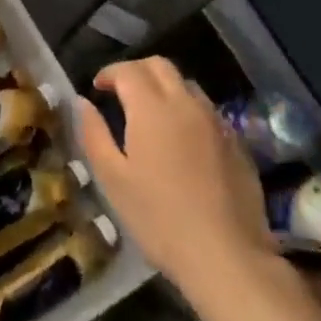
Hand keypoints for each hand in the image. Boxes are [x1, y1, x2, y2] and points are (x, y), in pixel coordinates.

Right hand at [75, 57, 272, 294]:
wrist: (225, 254)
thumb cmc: (159, 218)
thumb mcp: (113, 180)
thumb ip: (94, 134)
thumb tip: (83, 102)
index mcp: (152, 108)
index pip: (129, 70)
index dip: (109, 73)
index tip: (97, 87)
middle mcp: (186, 104)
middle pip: (161, 66)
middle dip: (137, 71)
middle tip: (121, 92)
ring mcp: (216, 122)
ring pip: (188, 85)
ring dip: (165, 88)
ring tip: (152, 114)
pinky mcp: (237, 143)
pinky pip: (208, 111)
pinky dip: (189, 111)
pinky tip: (183, 140)